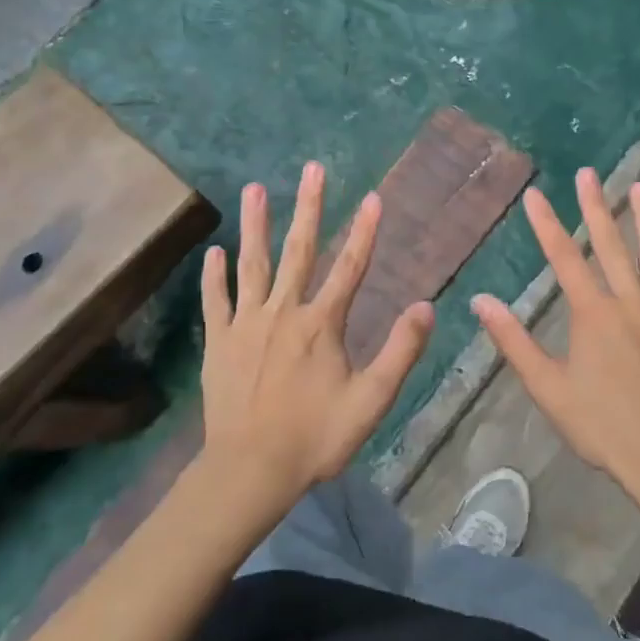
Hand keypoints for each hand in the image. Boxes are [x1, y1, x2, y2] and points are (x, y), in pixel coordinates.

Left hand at [199, 161, 433, 510]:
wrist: (250, 471)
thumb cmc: (315, 437)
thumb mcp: (371, 400)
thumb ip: (399, 351)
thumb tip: (425, 306)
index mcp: (322, 323)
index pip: (350, 267)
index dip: (364, 231)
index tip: (373, 197)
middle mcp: (284, 311)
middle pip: (299, 250)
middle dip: (309, 207)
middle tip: (312, 169)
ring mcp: (246, 324)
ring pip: (253, 264)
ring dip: (255, 225)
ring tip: (255, 189)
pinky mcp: (219, 342)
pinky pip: (216, 301)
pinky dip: (214, 275)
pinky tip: (214, 251)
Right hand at [473, 168, 639, 497]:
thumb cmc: (603, 426)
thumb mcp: (548, 389)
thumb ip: (514, 342)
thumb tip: (481, 302)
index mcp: (593, 314)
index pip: (564, 258)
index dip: (547, 225)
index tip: (535, 195)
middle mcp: (631, 303)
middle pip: (612, 245)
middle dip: (597, 206)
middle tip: (589, 173)